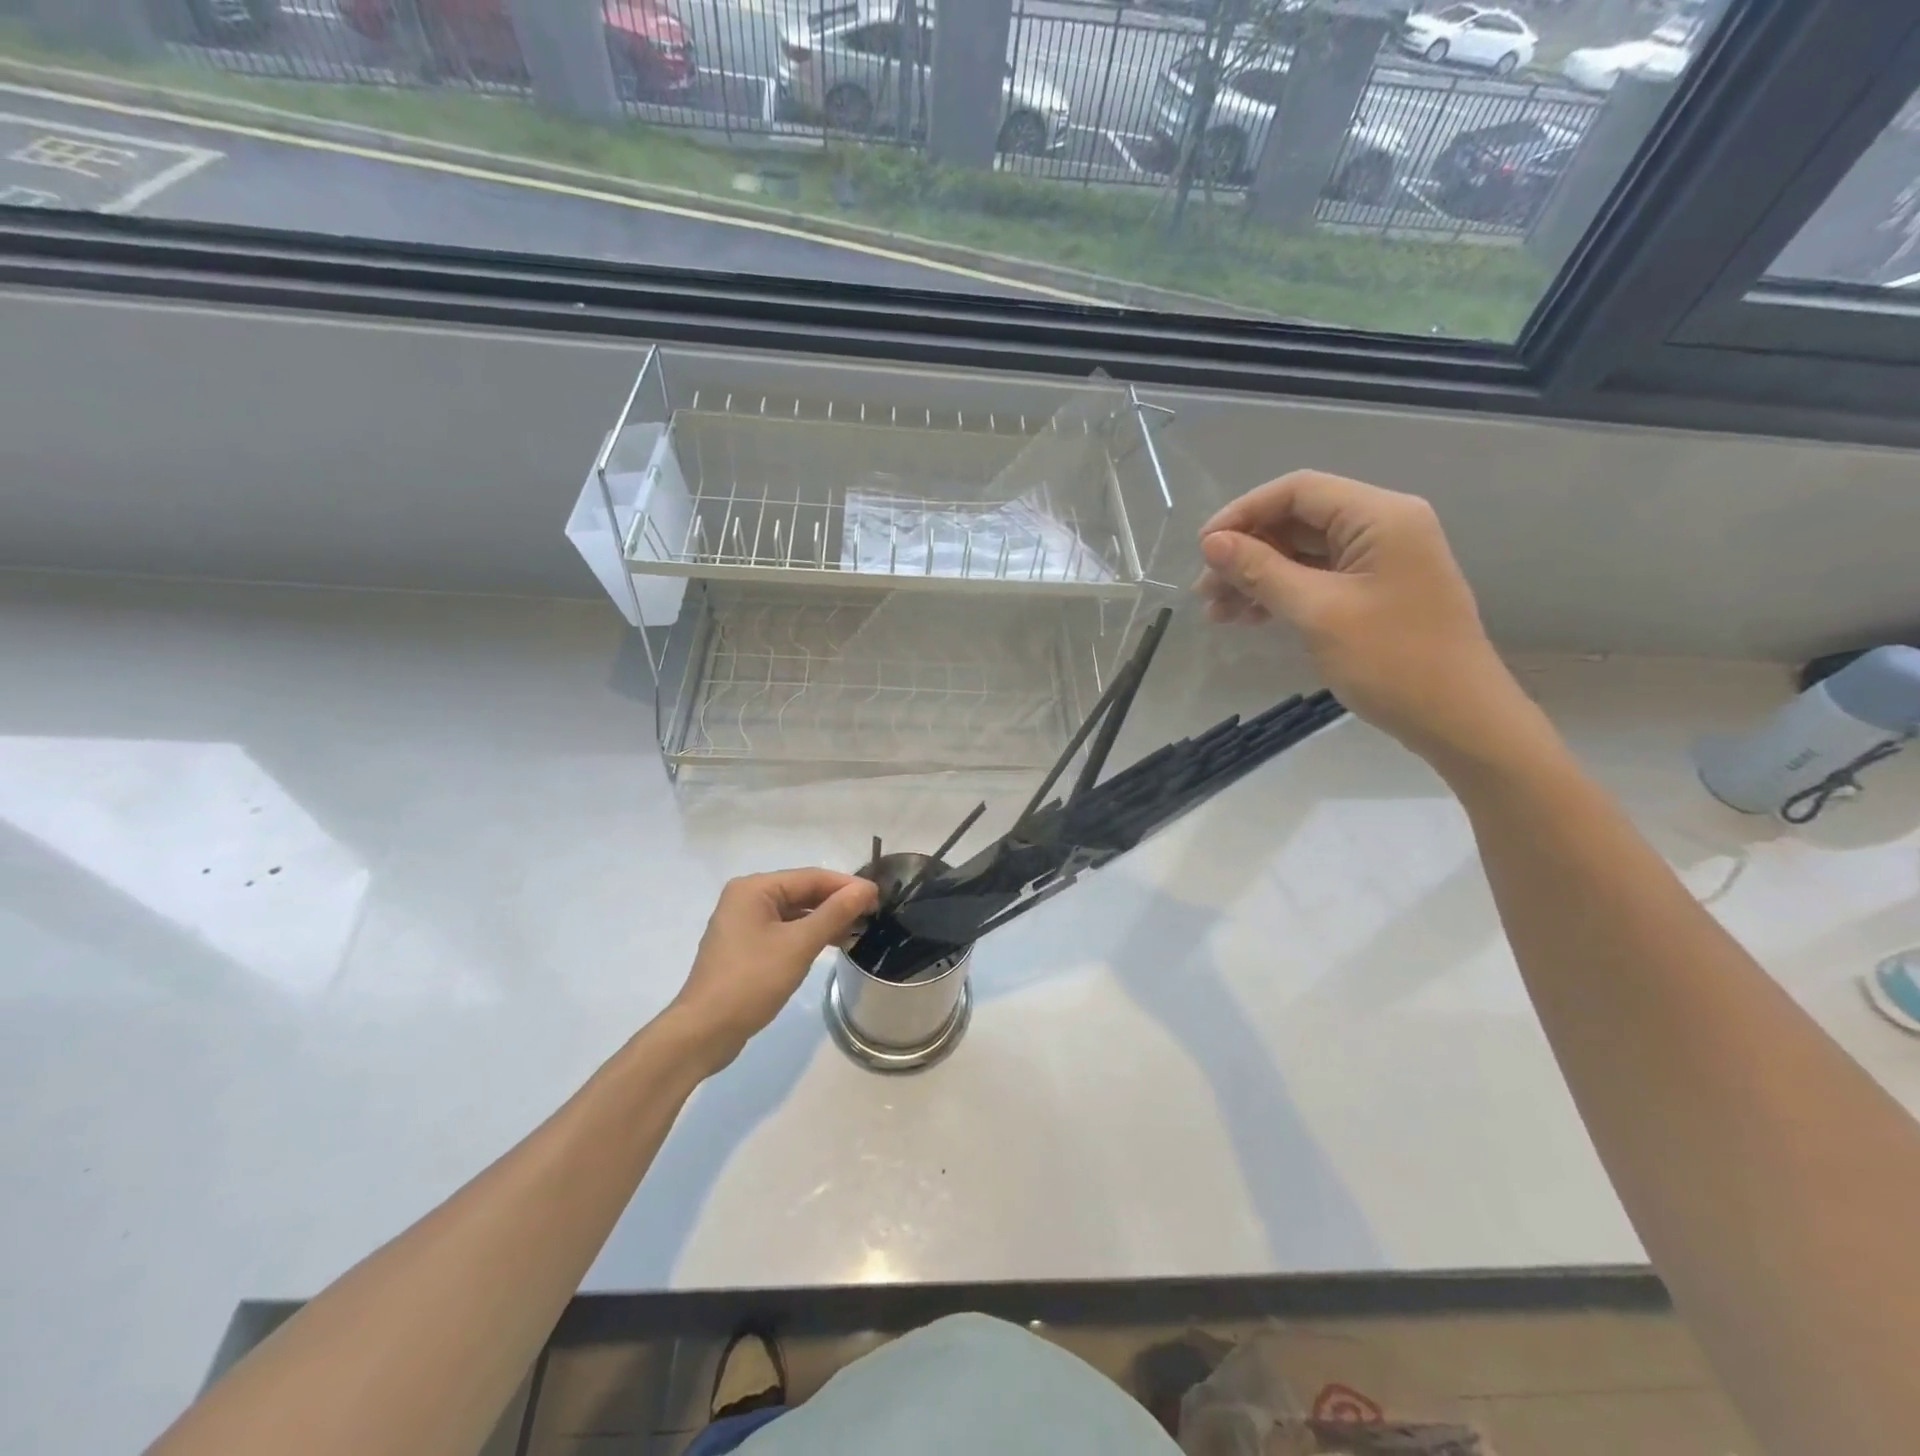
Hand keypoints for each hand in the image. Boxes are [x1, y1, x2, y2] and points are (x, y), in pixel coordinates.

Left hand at [669, 869, 877, 1072]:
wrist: (704, 1031)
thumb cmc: (752, 981)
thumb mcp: (799, 945)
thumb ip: (835, 913)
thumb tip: (866, 888)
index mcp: (754, 888)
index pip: (810, 877)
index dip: (846, 885)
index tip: (878, 897)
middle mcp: (746, 898)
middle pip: (801, 892)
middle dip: (836, 902)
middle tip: (872, 914)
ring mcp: (743, 923)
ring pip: (794, 912)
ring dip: (824, 919)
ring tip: (858, 929)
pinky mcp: (745, 946)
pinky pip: (783, 930)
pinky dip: (806, 934)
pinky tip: (829, 943)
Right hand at [1194, 470, 1534, 766]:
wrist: (1457, 719)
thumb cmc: (1391, 661)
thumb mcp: (1317, 613)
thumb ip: (1262, 571)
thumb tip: (1211, 544)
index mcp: (1380, 516)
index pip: (1298, 491)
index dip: (1243, 513)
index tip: (1202, 549)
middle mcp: (1382, 526)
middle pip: (1297, 521)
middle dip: (1246, 552)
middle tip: (1205, 591)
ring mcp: (1379, 560)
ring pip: (1302, 553)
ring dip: (1257, 578)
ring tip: (1217, 613)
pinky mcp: (1373, 591)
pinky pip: (1317, 578)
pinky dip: (1280, 594)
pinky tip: (1249, 618)